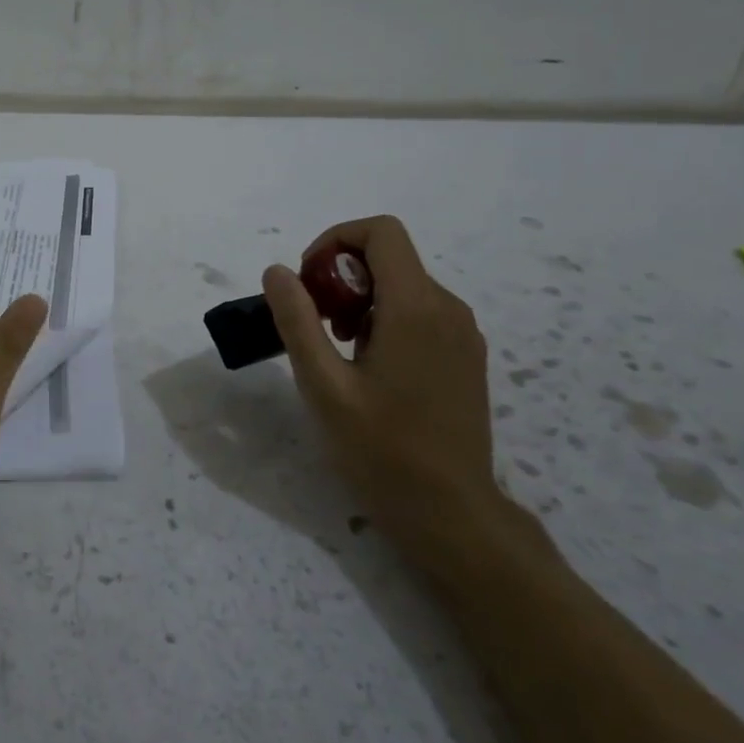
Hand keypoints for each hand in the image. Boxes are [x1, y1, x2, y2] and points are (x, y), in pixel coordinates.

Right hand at [262, 216, 506, 563]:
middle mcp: (448, 308)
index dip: (335, 241)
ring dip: (360, 301)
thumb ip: (298, 321)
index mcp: (415, 307)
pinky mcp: (466, 355)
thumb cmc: (382, 449)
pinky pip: (420, 312)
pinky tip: (368, 369)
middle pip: (390, 258)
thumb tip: (277, 271)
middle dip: (341, 277)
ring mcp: (463, 333)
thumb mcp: (324, 385)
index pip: (381, 231)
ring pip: (403, 286)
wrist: (451, 511)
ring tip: (337, 353)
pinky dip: (385, 319)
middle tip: (314, 326)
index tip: (308, 282)